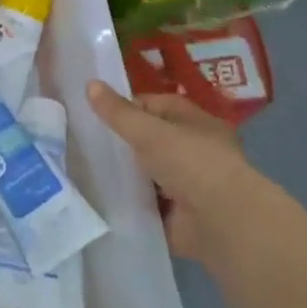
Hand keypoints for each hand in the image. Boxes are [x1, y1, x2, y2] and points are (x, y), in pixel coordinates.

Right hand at [87, 81, 263, 265]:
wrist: (223, 223)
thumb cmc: (190, 162)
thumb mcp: (148, 131)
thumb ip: (118, 112)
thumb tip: (90, 83)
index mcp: (194, 122)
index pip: (154, 106)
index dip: (125, 107)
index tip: (94, 113)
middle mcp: (194, 152)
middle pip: (150, 141)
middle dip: (122, 144)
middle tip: (83, 143)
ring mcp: (188, 187)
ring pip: (147, 175)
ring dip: (125, 177)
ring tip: (84, 172)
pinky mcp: (179, 219)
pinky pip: (148, 207)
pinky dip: (131, 205)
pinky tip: (101, 202)